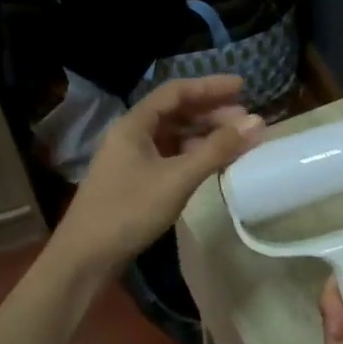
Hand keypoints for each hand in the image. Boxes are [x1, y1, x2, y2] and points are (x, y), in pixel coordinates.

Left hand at [53, 75, 263, 275]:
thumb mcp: (178, 179)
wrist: (85, 257)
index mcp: (134, 124)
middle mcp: (130, 135)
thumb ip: (217, 149)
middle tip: (246, 122)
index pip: (176, 92)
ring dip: (203, 135)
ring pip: (173, 136)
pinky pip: (169, 157)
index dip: (210, 86)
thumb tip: (257, 122)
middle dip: (211, 113)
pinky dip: (192, 156)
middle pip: (175, 112)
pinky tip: (211, 164)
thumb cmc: (129, 211)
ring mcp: (131, 159)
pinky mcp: (134, 181)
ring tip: (235, 142)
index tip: (243, 87)